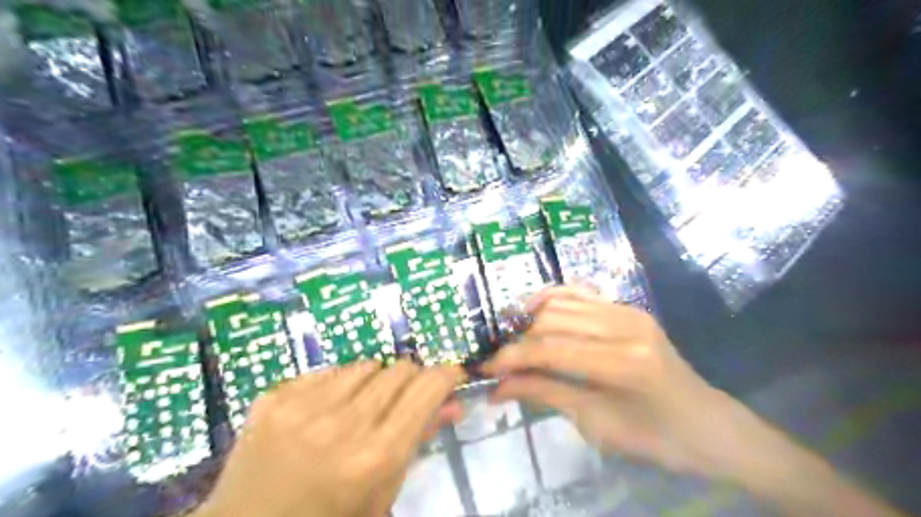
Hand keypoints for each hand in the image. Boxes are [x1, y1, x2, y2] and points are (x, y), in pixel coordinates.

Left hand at [196, 361, 464, 516]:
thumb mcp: (383, 489)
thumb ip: (419, 440)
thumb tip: (453, 403)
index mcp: (376, 456)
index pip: (427, 388)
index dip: (446, 375)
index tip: (451, 375)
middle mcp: (343, 424)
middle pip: (399, 369)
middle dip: (411, 379)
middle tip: (402, 399)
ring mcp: (304, 406)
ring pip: (365, 365)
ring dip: (374, 381)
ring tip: (360, 406)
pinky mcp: (275, 397)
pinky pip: (328, 370)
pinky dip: (338, 384)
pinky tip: (326, 409)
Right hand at [484, 286, 751, 478]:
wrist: (706, 424)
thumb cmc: (655, 438)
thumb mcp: (595, 423)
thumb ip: (545, 394)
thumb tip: (497, 387)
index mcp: (625, 362)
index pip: (551, 350)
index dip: (512, 358)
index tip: (485, 370)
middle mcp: (626, 325)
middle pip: (552, 321)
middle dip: (518, 341)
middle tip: (498, 363)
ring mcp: (628, 310)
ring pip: (561, 303)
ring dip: (530, 320)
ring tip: (513, 343)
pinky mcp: (627, 307)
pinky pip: (579, 293)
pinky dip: (552, 298)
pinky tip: (533, 312)